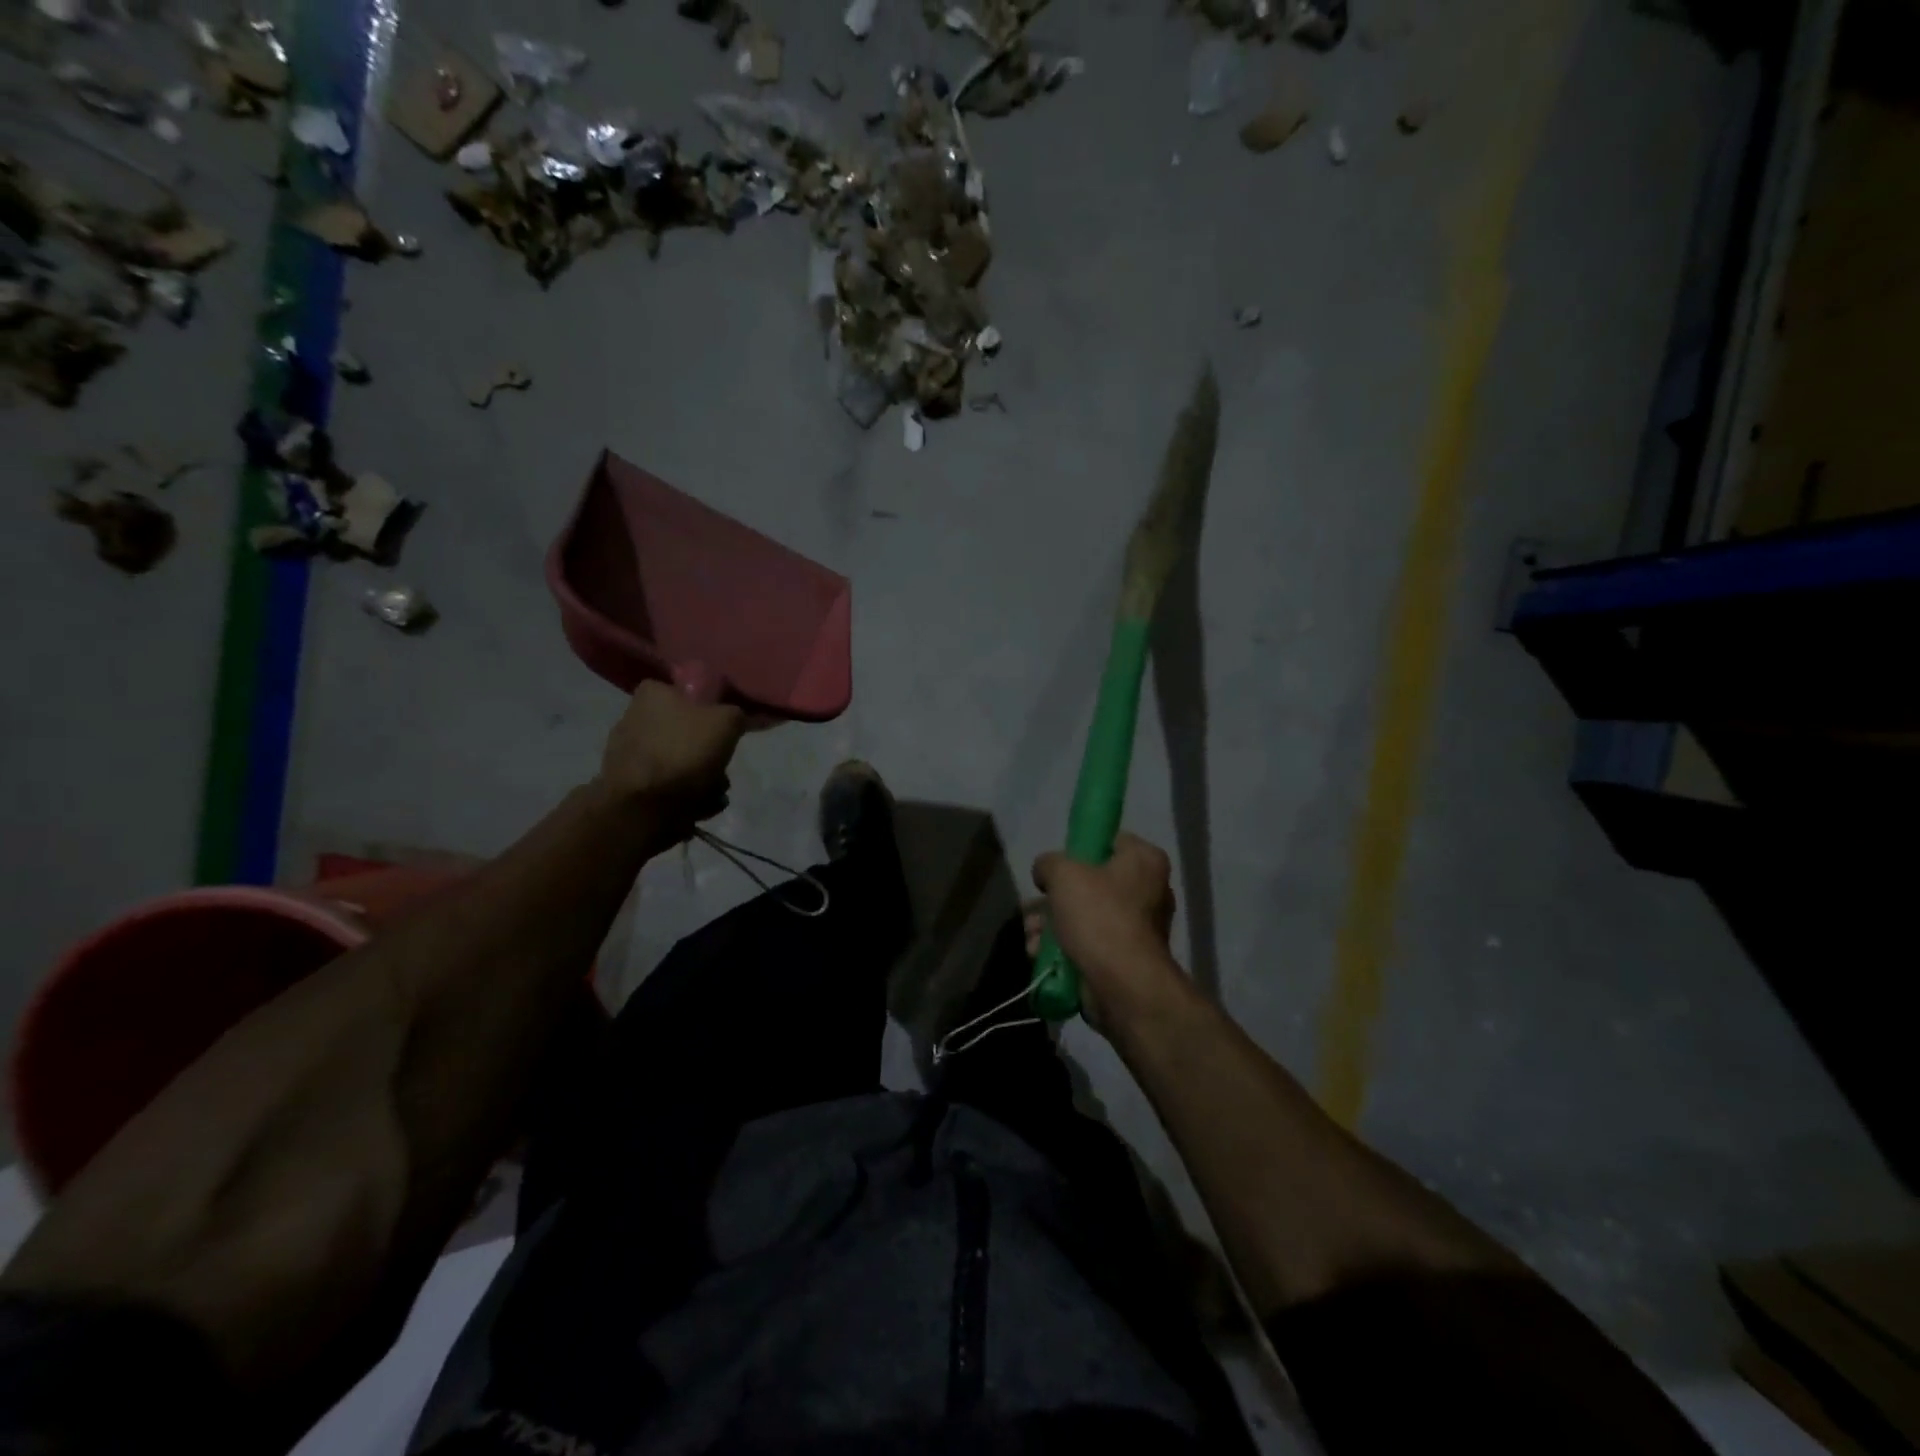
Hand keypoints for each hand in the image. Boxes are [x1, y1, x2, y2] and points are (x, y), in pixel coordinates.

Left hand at [599, 680, 745, 820]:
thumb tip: (746, 716)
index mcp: (652, 694)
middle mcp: (635, 718)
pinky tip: (699, 806)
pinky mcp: (631, 785)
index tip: (728, 730)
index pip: (691, 694)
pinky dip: (686, 796)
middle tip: (722, 766)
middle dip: (711, 754)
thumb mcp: (727, 722)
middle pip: (690, 733)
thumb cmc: (684, 752)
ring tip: (713, 793)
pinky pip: (669, 785)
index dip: (714, 711)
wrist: (644, 807)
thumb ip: (739, 714)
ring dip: (704, 779)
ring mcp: (630, 754)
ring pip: (682, 761)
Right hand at [1030, 832, 1189, 1030]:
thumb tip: (1046, 872)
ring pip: (1084, 915)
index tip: (1057, 866)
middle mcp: (1148, 890)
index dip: (1079, 849)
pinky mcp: (1125, 957)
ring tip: (1031, 938)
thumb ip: (1049, 862)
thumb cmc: (1100, 918)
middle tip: (1033, 908)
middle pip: (1090, 883)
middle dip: (1054, 898)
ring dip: (1051, 925)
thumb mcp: (1064, 874)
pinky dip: (1064, 947)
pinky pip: (1089, 942)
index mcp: (1144, 861)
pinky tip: (1040, 955)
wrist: (1123, 986)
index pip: (1109, 841)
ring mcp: (1138, 927)